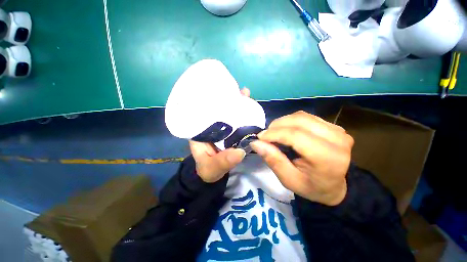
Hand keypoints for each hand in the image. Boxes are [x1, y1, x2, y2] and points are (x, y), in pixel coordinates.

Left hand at [189, 88, 250, 182]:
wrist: (211, 177)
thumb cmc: (207, 171)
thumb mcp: (212, 168)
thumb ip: (223, 162)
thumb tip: (240, 152)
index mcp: (199, 131)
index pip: (203, 112)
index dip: (213, 102)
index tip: (223, 93)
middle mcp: (208, 127)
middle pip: (217, 110)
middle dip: (228, 100)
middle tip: (242, 92)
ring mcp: (219, 129)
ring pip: (227, 114)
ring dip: (236, 105)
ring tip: (246, 94)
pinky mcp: (228, 134)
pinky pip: (235, 123)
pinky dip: (242, 116)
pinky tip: (251, 108)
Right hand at [250, 111, 353, 205]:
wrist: (337, 188)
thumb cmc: (313, 189)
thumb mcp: (291, 181)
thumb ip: (275, 161)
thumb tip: (256, 142)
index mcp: (327, 157)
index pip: (297, 135)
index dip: (276, 133)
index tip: (259, 137)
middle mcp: (337, 140)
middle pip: (302, 121)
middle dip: (279, 124)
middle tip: (266, 134)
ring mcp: (340, 131)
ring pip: (307, 117)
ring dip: (287, 121)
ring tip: (277, 132)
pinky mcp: (338, 128)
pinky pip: (313, 118)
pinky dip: (298, 122)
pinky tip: (291, 131)